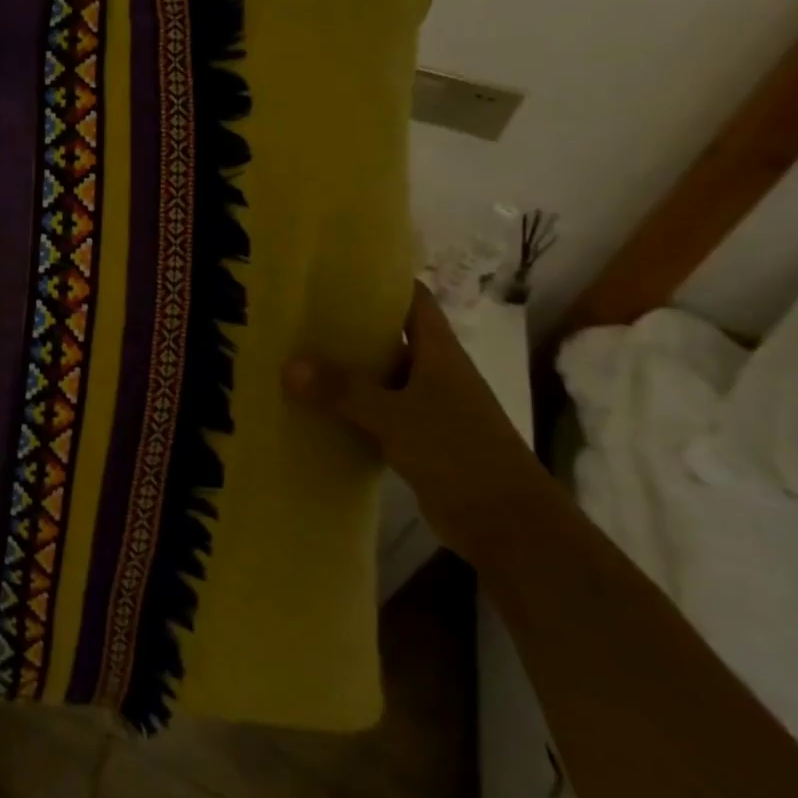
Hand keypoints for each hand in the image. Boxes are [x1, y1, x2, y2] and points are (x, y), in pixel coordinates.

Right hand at [282, 282, 539, 558]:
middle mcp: (435, 373)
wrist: (508, 525)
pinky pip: (377, 413)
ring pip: (380, 377)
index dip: (382, 282)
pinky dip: (350, 409)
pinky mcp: (420, 441)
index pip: (413, 300)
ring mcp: (429, 408)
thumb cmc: (459, 453)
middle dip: (349, 326)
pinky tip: (315, 409)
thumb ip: (343, 390)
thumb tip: (289, 365)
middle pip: (390, 337)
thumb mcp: (394, 416)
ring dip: (346, 370)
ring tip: (296, 356)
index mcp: (440, 353)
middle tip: (299, 314)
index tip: (336, 272)